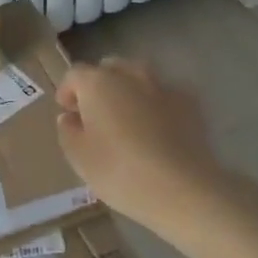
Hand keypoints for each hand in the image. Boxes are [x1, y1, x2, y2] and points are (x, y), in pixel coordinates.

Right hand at [55, 57, 240, 232]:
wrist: (183, 189)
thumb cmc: (120, 171)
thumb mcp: (79, 157)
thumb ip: (68, 131)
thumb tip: (70, 117)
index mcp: (97, 83)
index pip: (75, 74)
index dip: (67, 91)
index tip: (67, 112)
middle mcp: (130, 75)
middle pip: (109, 69)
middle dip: (99, 85)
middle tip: (96, 113)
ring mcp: (163, 86)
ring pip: (139, 77)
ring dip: (128, 91)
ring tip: (127, 118)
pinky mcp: (190, 104)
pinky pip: (164, 96)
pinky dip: (155, 105)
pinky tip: (157, 129)